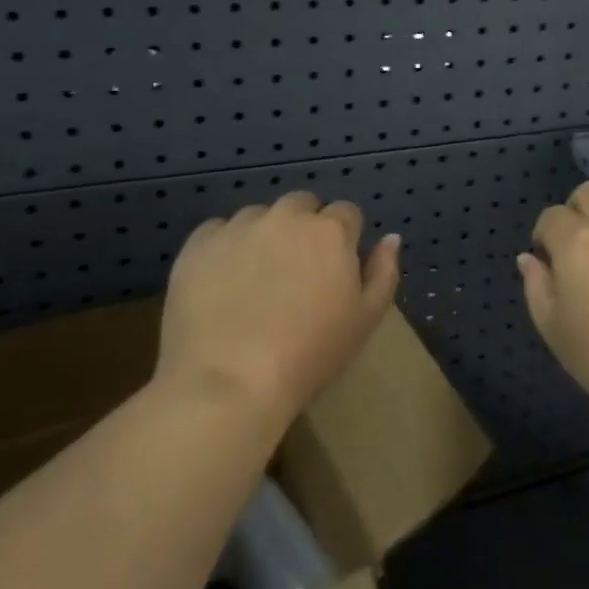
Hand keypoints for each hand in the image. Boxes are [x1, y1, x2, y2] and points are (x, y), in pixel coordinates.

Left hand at [159, 191, 401, 423]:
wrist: (229, 384)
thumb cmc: (309, 355)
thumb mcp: (365, 320)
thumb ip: (384, 272)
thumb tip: (390, 238)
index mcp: (330, 231)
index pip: (346, 213)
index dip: (344, 239)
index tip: (334, 270)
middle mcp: (286, 216)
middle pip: (302, 205)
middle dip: (304, 227)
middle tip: (296, 272)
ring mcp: (239, 227)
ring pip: (259, 216)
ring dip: (264, 234)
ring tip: (255, 278)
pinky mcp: (198, 245)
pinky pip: (217, 231)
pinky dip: (224, 247)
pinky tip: (222, 282)